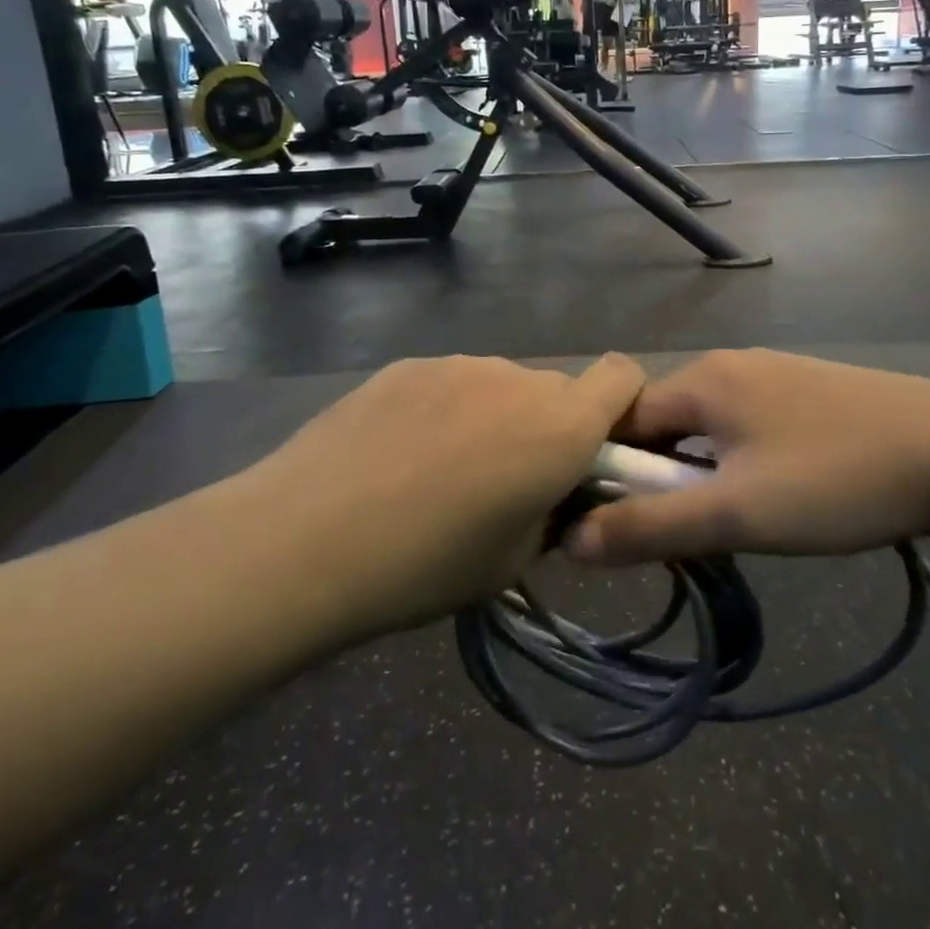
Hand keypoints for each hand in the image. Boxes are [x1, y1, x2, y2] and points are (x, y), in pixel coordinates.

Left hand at [245, 354, 645, 632]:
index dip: (622, 405)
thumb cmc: (426, 564)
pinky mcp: (408, 364)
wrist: (306, 538)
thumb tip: (556, 492)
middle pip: (557, 389)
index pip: (623, 375)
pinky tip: (399, 454)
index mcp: (560, 425)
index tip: (597, 448)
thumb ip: (554, 513)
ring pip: (501, 386)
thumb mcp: (513, 561)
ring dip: (495, 417)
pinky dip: (445, 410)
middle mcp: (517, 378)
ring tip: (441, 470)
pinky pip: (450, 383)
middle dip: (549, 426)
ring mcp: (458, 364)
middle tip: (507, 479)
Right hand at [567, 350, 929, 565]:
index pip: (623, 421)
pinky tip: (766, 496)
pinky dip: (733, 461)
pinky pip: (745, 424)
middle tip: (671, 535)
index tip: (609, 525)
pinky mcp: (807, 392)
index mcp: (703, 379)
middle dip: (654, 477)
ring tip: (719, 523)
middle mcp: (730, 364)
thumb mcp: (737, 513)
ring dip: (696, 472)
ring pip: (706, 426)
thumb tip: (573, 540)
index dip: (606, 472)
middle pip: (664, 421)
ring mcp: (773, 373)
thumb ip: (650, 527)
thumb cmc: (836, 481)